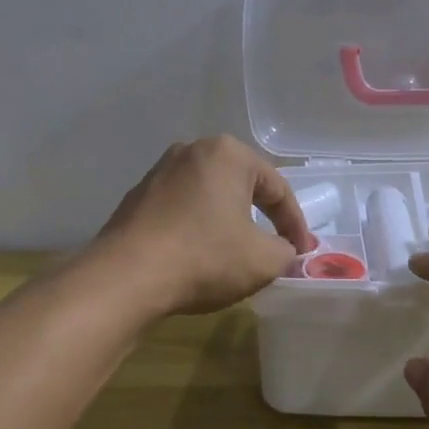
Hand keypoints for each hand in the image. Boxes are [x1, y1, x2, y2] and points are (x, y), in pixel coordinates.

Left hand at [94, 136, 316, 316]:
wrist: (127, 277)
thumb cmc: (205, 258)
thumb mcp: (263, 260)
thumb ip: (285, 250)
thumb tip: (283, 250)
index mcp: (228, 154)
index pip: (277, 188)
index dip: (295, 224)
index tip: (302, 252)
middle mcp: (192, 150)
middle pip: (241, 185)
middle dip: (261, 216)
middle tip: (275, 247)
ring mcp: (159, 172)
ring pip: (208, 196)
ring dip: (227, 221)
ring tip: (237, 252)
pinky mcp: (137, 197)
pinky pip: (181, 209)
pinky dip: (197, 227)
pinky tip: (198, 254)